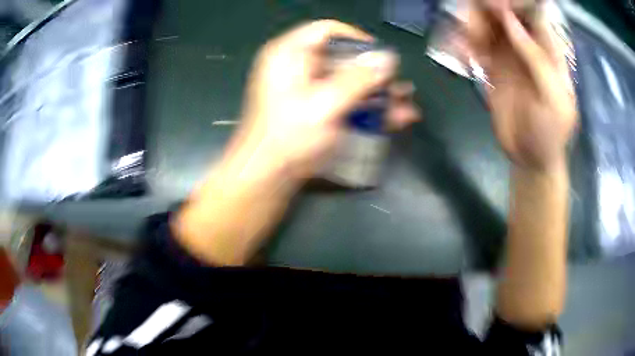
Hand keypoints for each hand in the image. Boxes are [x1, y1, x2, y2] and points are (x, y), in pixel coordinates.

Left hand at [231, 20, 417, 181]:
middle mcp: (297, 66)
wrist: (267, 176)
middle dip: (374, 74)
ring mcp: (305, 89)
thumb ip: (359, 79)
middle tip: (399, 85)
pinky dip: (366, 107)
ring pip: (347, 82)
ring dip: (376, 93)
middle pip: (342, 58)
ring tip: (406, 104)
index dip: (357, 39)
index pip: (327, 30)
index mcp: (290, 54)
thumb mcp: (327, 104)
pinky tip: (394, 118)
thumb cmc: (291, 135)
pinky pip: (343, 100)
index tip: (380, 56)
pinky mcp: (313, 109)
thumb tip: (388, 58)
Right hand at [468, 2, 576, 170]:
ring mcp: (508, 54)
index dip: (512, 3)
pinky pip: (475, 45)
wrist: (531, 158)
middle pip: (503, 13)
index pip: (531, 12)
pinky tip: (461, 54)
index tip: (494, 5)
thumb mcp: (554, 99)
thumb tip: (509, 20)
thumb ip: (536, 59)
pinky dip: (464, 44)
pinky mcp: (492, 66)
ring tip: (466, 46)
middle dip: (485, 12)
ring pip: (486, 24)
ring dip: (471, 27)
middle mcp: (526, 45)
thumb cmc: (551, 132)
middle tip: (474, 28)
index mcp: (548, 49)